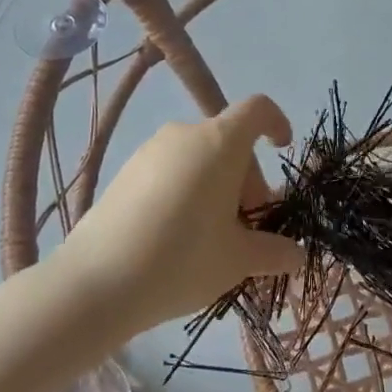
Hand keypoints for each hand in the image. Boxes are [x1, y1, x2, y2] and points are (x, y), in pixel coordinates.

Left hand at [57, 95, 304, 331]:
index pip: (257, 109)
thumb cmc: (182, 260)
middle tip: (246, 226)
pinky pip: (171, 169)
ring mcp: (151, 151)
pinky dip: (186, 190)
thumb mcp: (238, 260)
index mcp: (220, 143)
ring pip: (199, 157)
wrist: (95, 283)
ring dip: (216, 186)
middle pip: (229, 140)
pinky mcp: (125, 172)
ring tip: (211, 236)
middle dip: (246, 178)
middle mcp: (185, 134)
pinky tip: (175, 236)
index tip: (281, 150)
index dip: (276, 122)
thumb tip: (296, 254)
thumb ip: (274, 251)